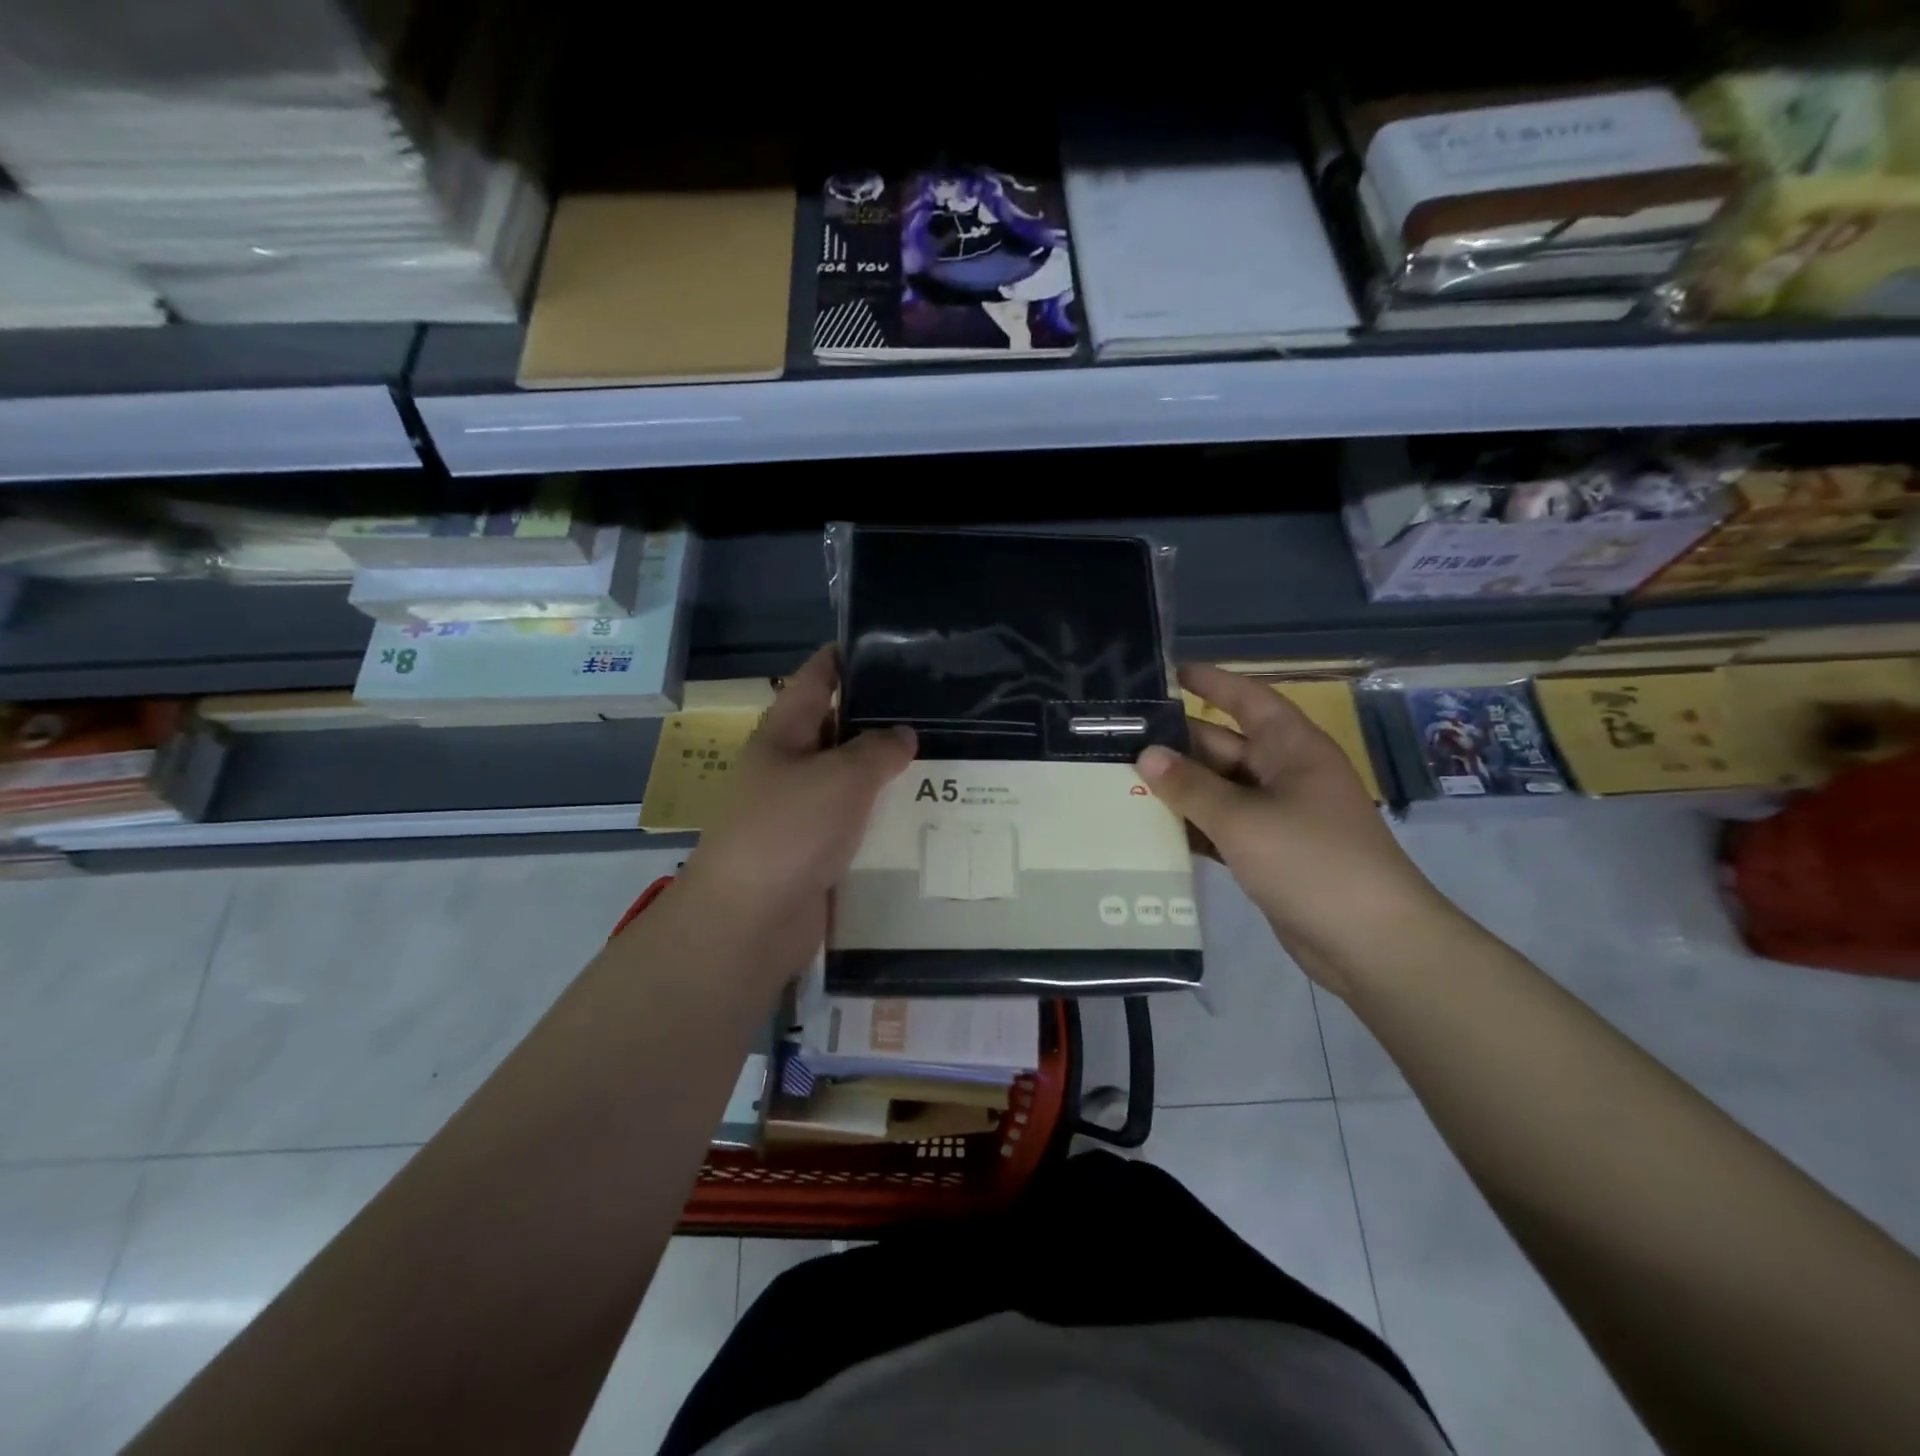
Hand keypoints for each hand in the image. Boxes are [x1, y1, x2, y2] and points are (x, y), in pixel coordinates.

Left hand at [673, 646, 915, 984]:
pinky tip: (921, 811)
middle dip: (880, 717)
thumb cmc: (788, 832)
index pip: (816, 678)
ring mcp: (800, 811)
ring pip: (850, 778)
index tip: (889, 643)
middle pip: (837, 728)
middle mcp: (789, 766)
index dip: (846, 657)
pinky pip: (854, 821)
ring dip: (886, 771)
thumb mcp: (840, 778)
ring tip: (942, 755)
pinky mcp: (814, 850)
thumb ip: (877, 750)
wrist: (749, 922)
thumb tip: (902, 735)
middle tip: (936, 706)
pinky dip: (882, 814)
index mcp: (784, 734)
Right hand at [1137, 664, 1452, 996]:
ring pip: (1220, 789)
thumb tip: (1146, 755)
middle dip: (1178, 743)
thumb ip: (1190, 786)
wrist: (1371, 943)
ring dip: (1180, 788)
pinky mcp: (1270, 853)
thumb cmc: (1311, 861)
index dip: (1212, 683)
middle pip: (1225, 746)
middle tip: (1121, 740)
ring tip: (1122, 781)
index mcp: (1292, 749)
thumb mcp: (1243, 819)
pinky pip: (1223, 826)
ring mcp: (1279, 816)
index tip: (1170, 672)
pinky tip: (1152, 829)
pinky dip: (1193, 825)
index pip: (1248, 700)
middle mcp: (1285, 774)